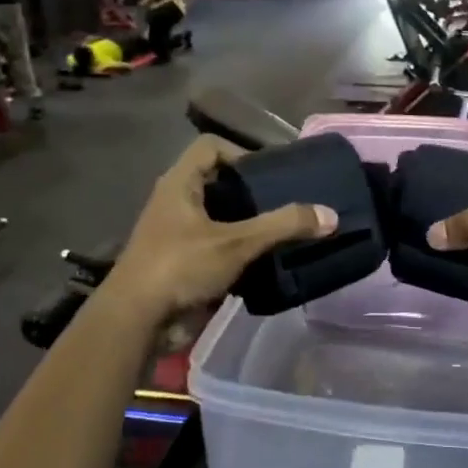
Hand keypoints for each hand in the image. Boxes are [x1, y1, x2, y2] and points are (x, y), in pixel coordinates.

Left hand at [103, 135, 336, 323]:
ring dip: (248, 224)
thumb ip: (282, 226)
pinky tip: (266, 261)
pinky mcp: (183, 264)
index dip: (241, 151)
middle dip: (251, 191)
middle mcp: (175, 203)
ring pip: (219, 218)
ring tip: (283, 231)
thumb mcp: (236, 243)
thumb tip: (330, 215)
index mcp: (179, 184)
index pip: (210, 146)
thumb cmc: (180, 266)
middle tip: (286, 201)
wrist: (137, 321)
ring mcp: (177, 235)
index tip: (270, 172)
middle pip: (218, 182)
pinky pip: (217, 247)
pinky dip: (240, 251)